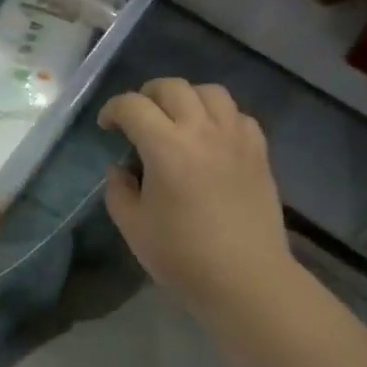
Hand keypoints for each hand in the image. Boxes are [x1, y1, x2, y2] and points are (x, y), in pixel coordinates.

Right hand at [96, 78, 295, 311]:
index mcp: (166, 146)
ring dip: (188, 97)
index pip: (133, 105)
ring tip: (179, 119)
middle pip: (172, 87)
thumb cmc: (183, 256)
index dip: (113, 109)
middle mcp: (202, 130)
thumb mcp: (133, 227)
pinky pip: (239, 115)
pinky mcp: (259, 151)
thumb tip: (120, 168)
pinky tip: (213, 137)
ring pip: (211, 92)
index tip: (107, 126)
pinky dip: (221, 116)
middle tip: (139, 117)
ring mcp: (235, 138)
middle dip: (148, 94)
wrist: (246, 278)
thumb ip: (119, 190)